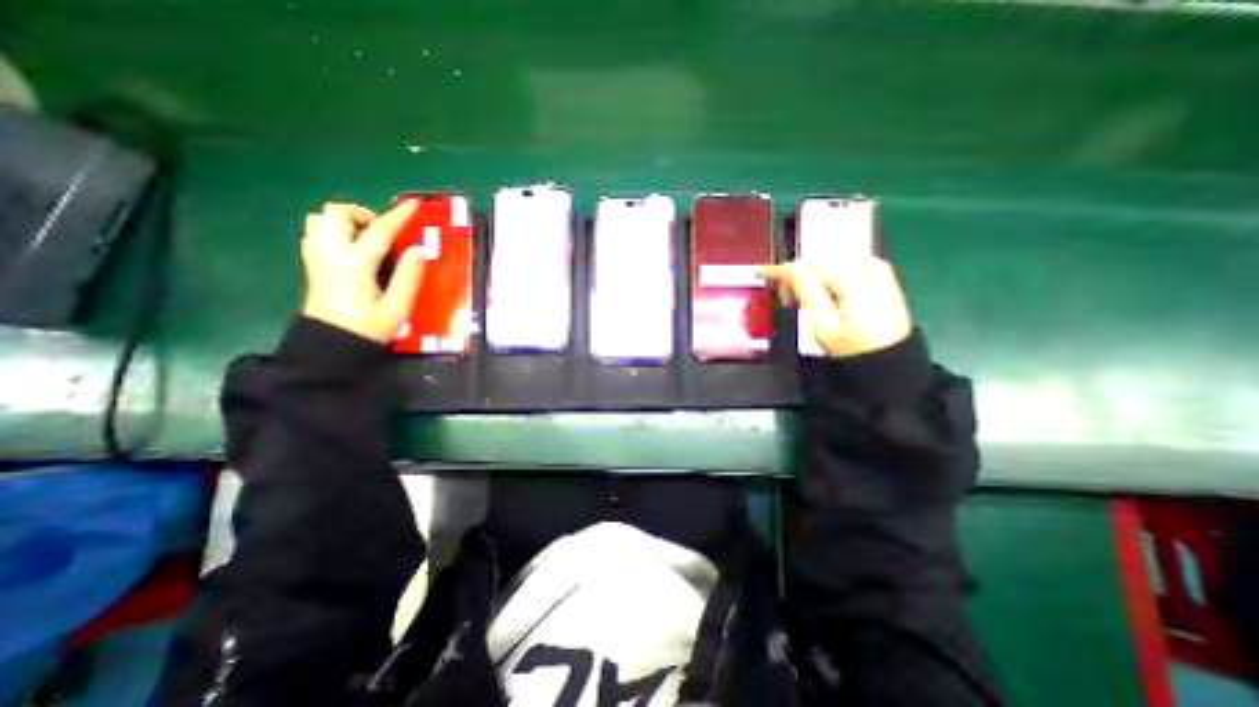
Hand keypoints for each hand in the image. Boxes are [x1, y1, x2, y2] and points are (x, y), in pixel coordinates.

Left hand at [301, 199, 427, 343]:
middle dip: (362, 214)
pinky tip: (350, 247)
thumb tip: (419, 249)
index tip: (412, 205)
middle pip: (336, 213)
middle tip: (383, 232)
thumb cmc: (367, 328)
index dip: (398, 216)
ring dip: (344, 221)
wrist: (330, 345)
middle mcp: (331, 253)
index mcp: (355, 263)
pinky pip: (315, 233)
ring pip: (320, 219)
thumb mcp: (397, 307)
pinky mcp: (312, 264)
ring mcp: (316, 257)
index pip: (379, 231)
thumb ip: (409, 277)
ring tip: (366, 238)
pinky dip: (333, 231)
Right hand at [751, 256, 911, 358]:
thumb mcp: (825, 325)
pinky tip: (820, 297)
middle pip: (818, 261)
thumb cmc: (855, 348)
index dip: (781, 269)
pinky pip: (841, 269)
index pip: (809, 264)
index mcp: (855, 276)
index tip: (758, 272)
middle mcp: (868, 264)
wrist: (892, 362)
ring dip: (810, 280)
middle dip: (797, 277)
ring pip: (828, 264)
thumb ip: (807, 292)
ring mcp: (876, 268)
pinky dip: (824, 280)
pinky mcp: (878, 275)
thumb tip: (791, 269)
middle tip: (787, 302)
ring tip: (802, 303)